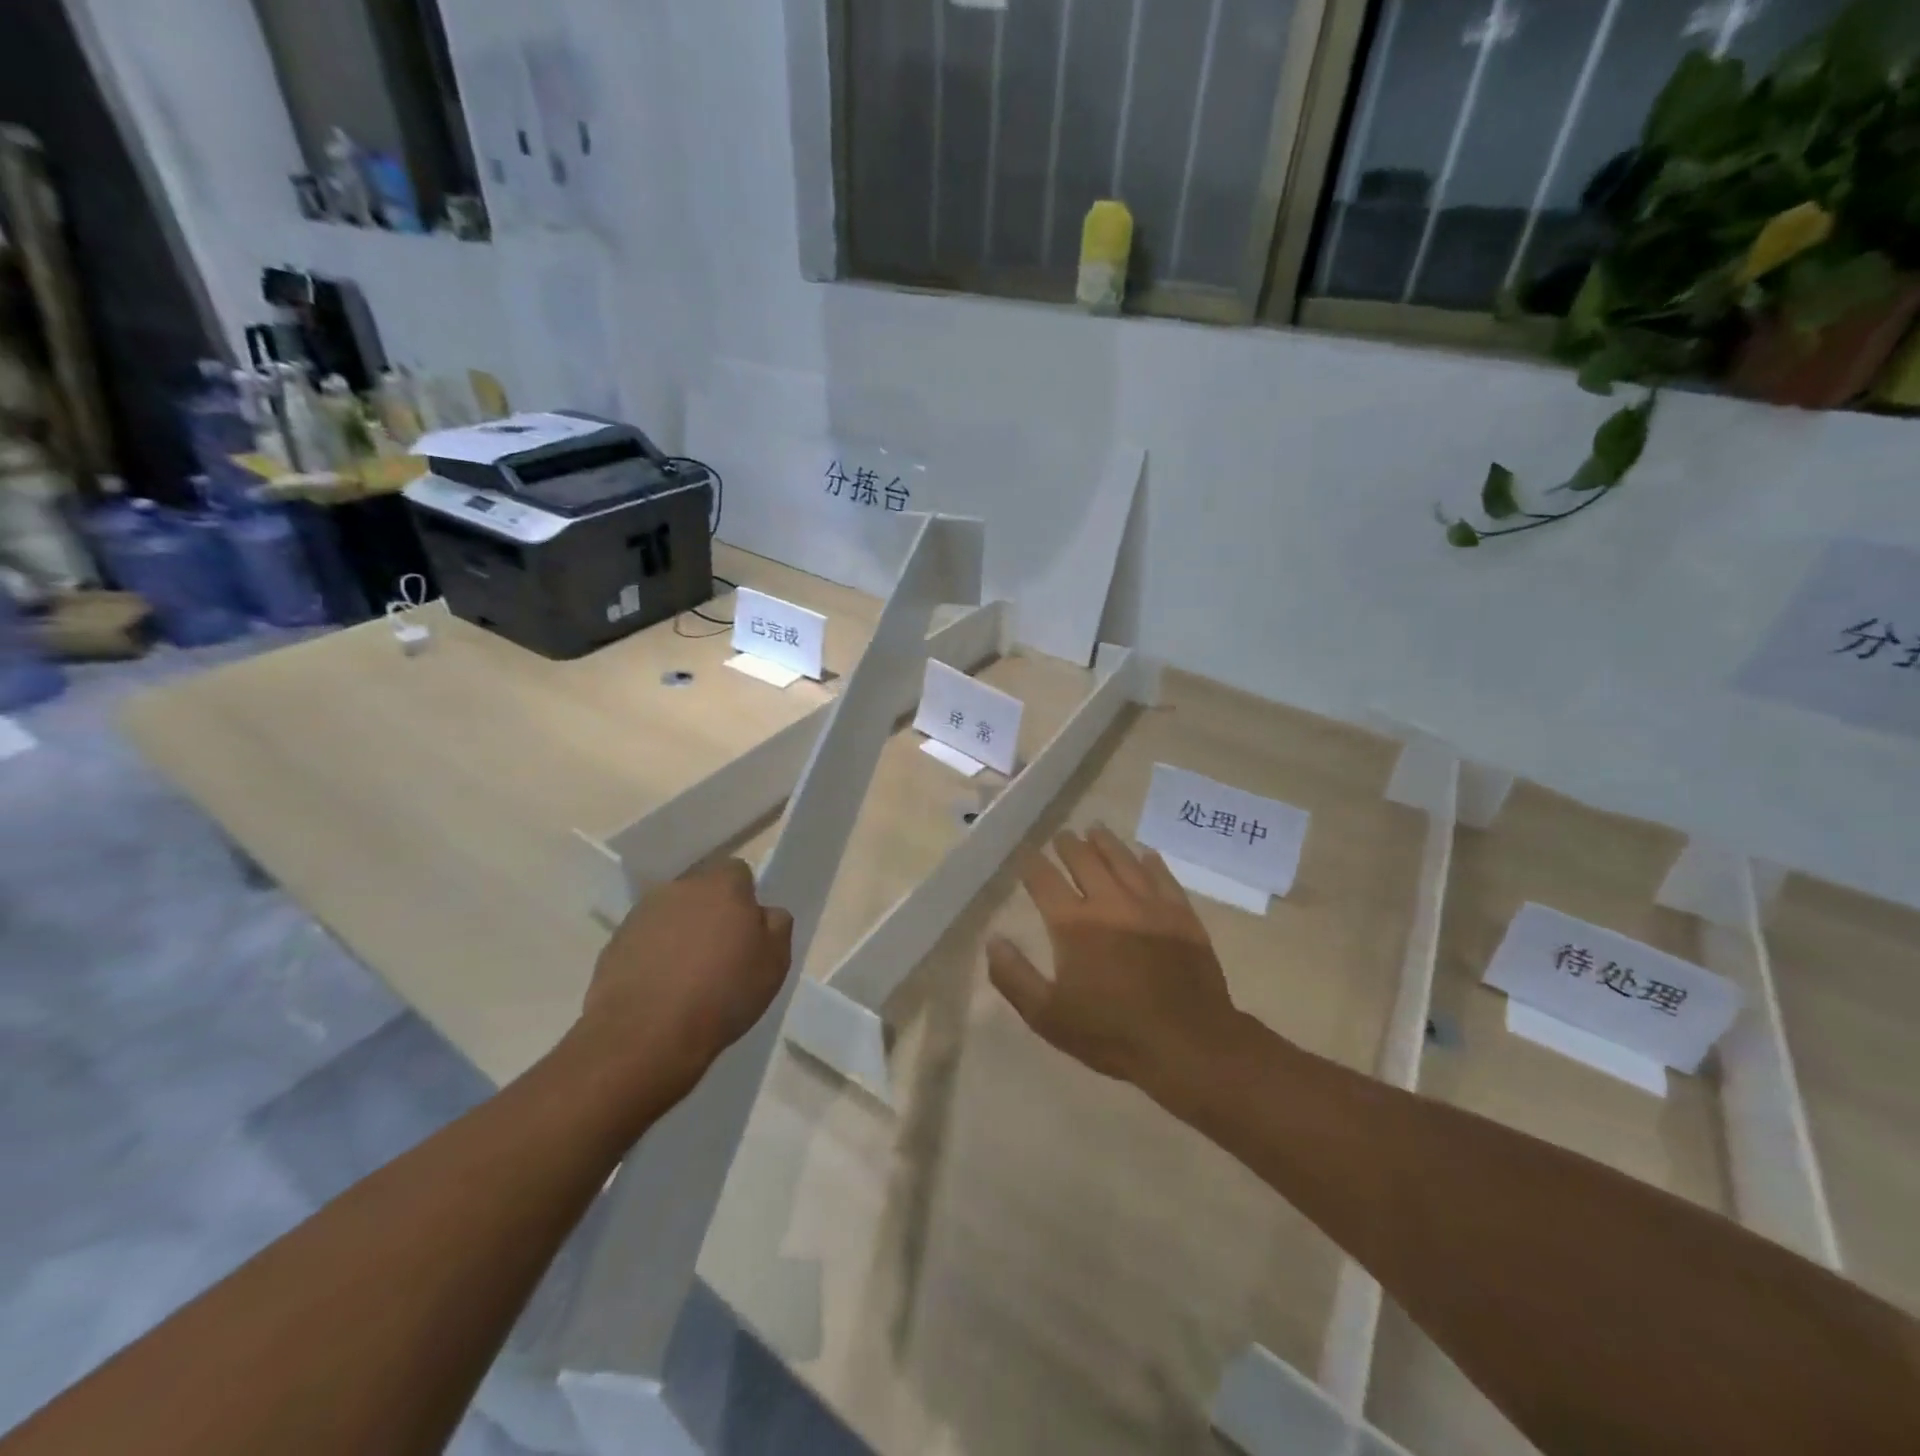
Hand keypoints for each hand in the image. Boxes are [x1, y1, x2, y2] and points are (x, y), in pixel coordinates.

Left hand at [575, 860, 793, 1107]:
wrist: (646, 1036)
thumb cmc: (723, 994)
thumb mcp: (775, 962)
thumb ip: (776, 926)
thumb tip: (764, 913)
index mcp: (722, 886)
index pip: (738, 872)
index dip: (745, 899)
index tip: (747, 932)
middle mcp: (679, 889)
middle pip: (702, 892)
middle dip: (711, 914)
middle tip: (721, 955)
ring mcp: (641, 915)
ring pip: (671, 916)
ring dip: (680, 935)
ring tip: (687, 979)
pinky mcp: (614, 944)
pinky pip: (644, 942)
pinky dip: (653, 958)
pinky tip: (661, 991)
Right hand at [987, 827, 1242, 1097]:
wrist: (1186, 1043)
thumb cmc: (1111, 1033)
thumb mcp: (1048, 1016)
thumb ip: (1014, 976)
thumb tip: (994, 940)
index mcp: (1073, 924)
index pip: (1044, 880)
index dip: (1032, 864)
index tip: (1026, 853)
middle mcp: (1109, 902)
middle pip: (1084, 860)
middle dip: (1069, 845)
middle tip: (1063, 836)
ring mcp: (1149, 905)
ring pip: (1123, 860)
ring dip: (1106, 843)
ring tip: (1096, 830)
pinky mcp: (1181, 915)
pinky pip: (1163, 877)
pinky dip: (1151, 862)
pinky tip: (1147, 855)